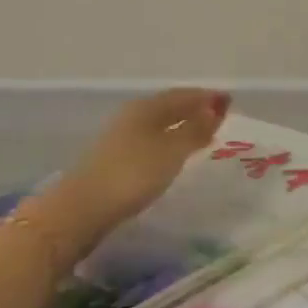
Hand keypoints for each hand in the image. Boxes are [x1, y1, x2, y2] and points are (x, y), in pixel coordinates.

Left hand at [34, 89, 231, 258]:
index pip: (183, 95)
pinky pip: (148, 142)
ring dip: (179, 127)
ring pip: (157, 125)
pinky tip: (170, 156)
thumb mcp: (172, 151)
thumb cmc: (132, 175)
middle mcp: (131, 116)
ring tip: (199, 137)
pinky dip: (166, 143)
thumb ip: (195, 129)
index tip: (229, 101)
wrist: (78, 212)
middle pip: (168, 107)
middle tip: (217, 117)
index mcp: (146, 107)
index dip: (207, 97)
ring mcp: (118, 139)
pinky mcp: (111, 161)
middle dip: (193, 110)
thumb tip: (216, 107)